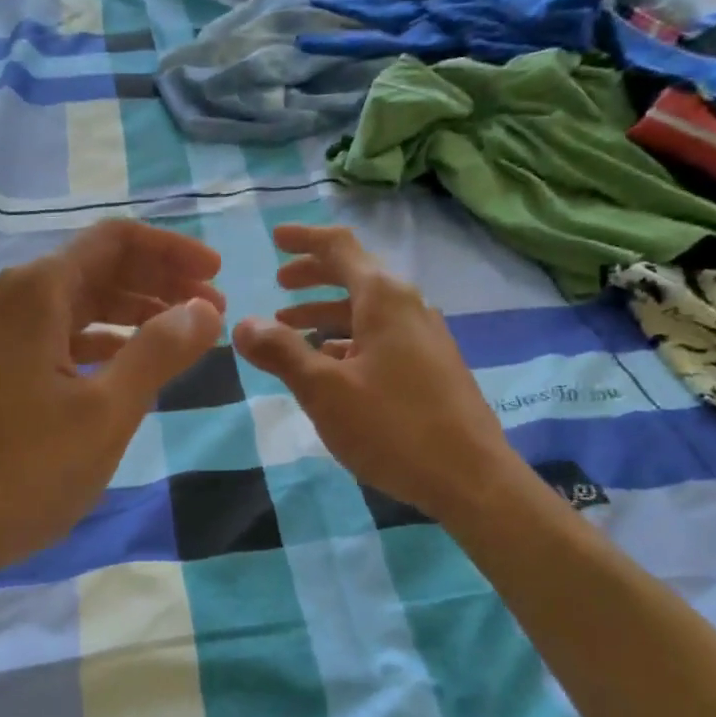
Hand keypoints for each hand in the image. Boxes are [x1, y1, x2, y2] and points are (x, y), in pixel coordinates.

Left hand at [0, 220, 224, 587]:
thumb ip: (158, 351)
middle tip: (211, 311)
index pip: (118, 240)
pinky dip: (104, 341)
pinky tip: (131, 367)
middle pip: (101, 266)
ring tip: (184, 339)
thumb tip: (204, 308)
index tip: (217, 274)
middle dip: (160, 281)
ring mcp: (2, 334)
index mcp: (40, 290)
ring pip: (82, 303)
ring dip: (135, 312)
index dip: (173, 251)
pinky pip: (62, 336)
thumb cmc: (22, 469)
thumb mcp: (105, 411)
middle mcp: (17, 297)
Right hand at [232, 224, 516, 525]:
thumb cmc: (393, 426)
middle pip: (354, 274)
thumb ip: (281, 352)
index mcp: (383, 298)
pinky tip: (329, 362)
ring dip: (325, 311)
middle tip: (278, 283)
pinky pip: (380, 335)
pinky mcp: (430, 365)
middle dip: (312, 275)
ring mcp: (423, 336)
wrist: (472, 478)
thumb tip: (243, 324)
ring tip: (288, 328)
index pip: (339, 247)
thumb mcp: (324, 389)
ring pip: (365, 309)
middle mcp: (407, 306)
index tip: (274, 238)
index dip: (304, 238)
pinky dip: (347, 337)